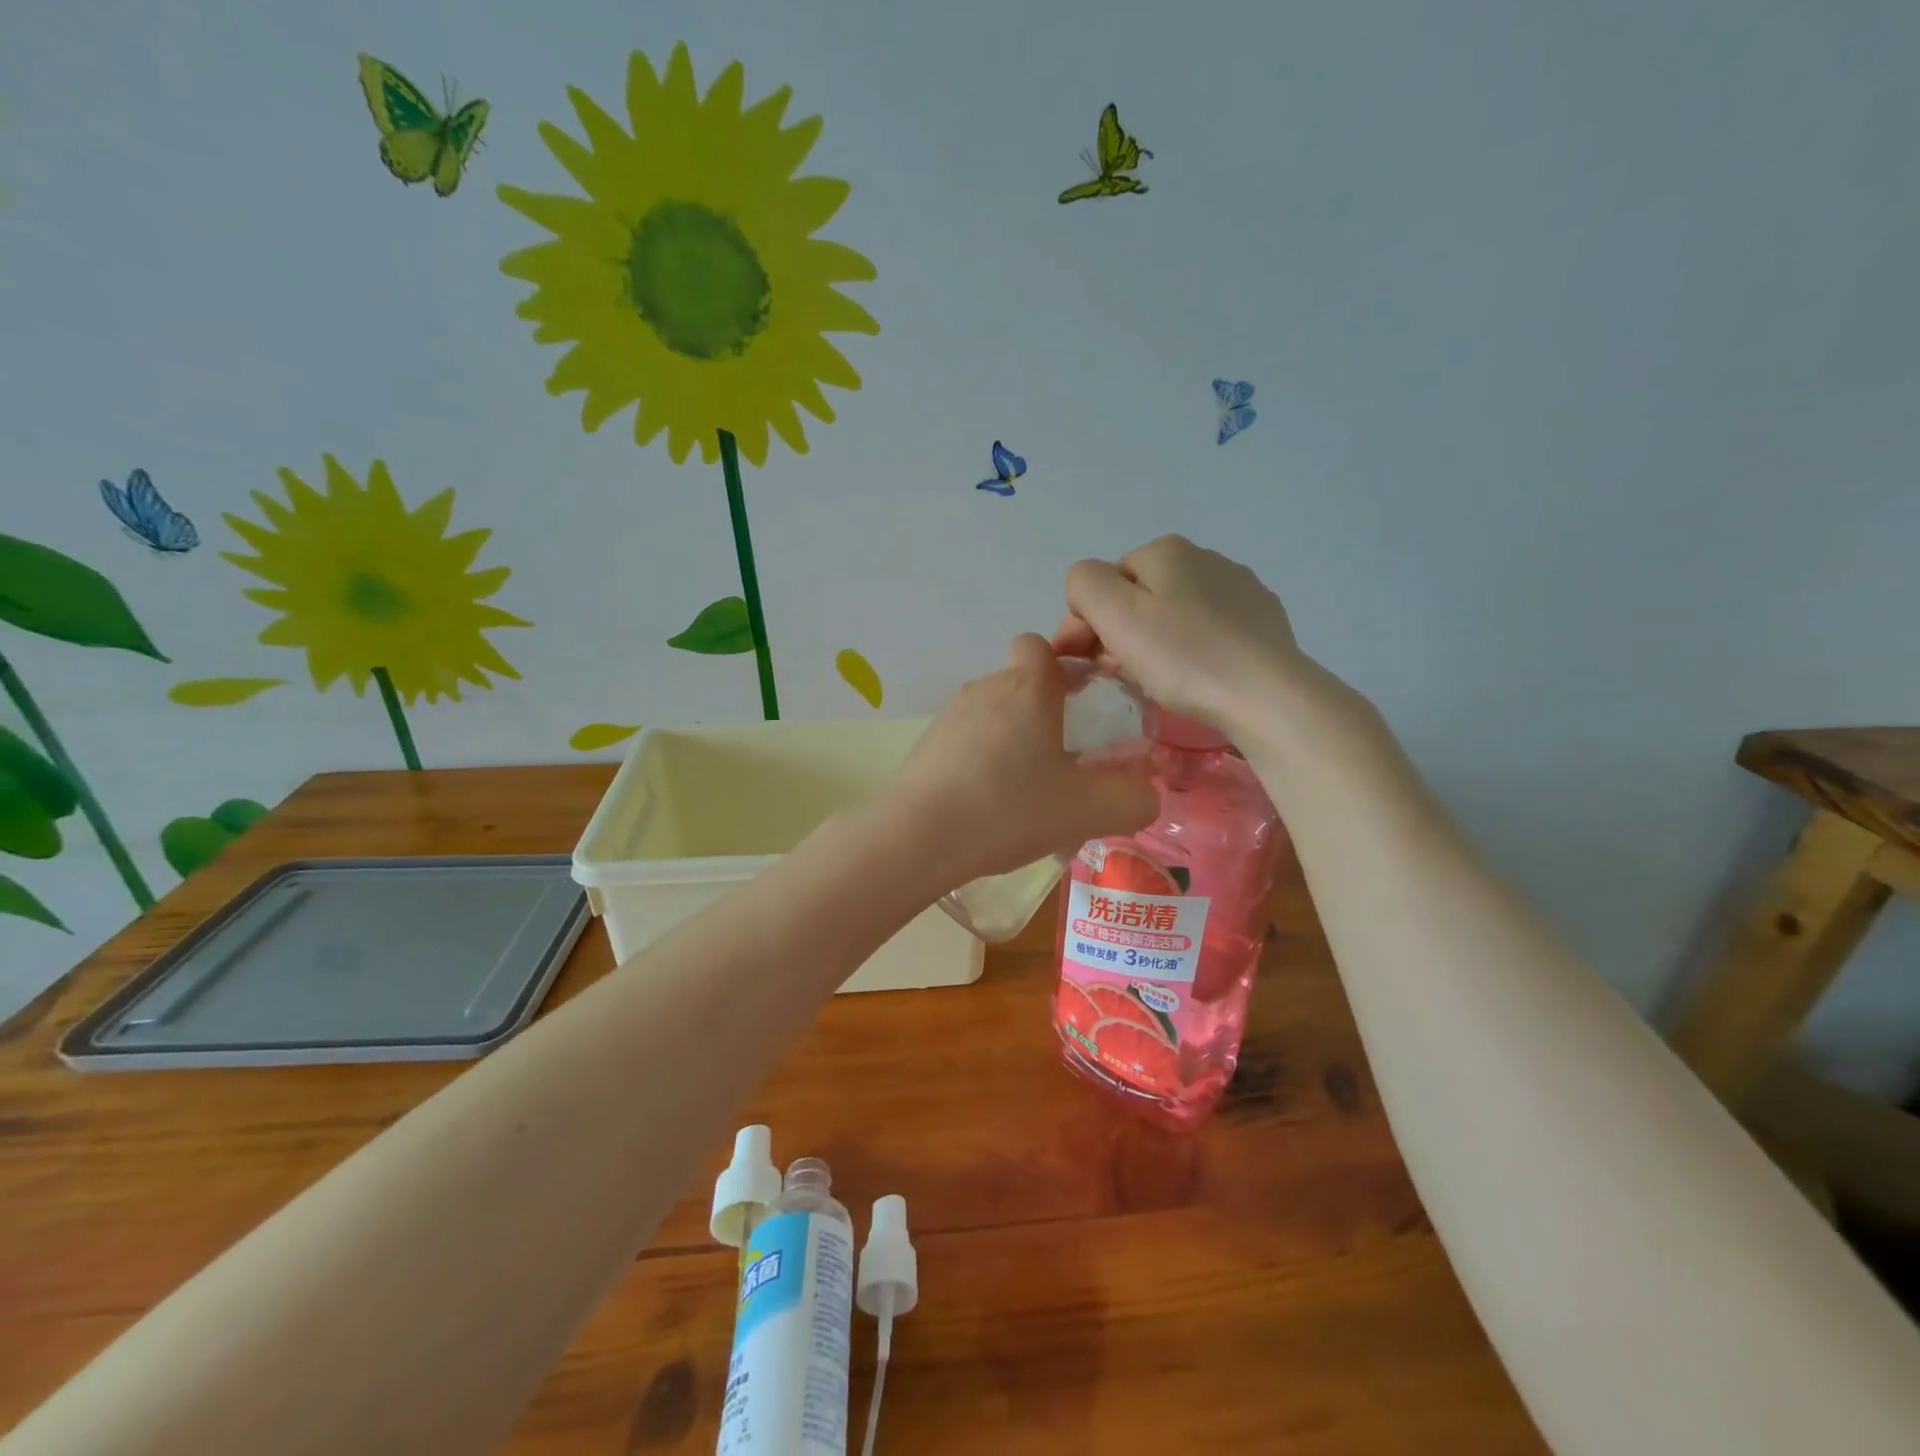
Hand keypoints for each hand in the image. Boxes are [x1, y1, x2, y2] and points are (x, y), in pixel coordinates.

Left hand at [882, 635, 1159, 888]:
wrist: (919, 838)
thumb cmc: (1010, 809)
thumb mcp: (1089, 810)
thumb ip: (1133, 799)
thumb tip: (1145, 792)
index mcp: (1027, 687)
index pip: (1040, 645)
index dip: (1062, 664)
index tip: (1080, 699)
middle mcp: (985, 689)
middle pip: (1019, 683)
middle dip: (1042, 710)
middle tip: (1064, 758)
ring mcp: (949, 716)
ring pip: (992, 714)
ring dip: (1011, 739)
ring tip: (1026, 790)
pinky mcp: (925, 745)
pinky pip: (965, 741)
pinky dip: (981, 760)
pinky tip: (988, 804)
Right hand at [1052, 535, 1304, 730]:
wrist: (1266, 695)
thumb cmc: (1183, 656)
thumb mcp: (1116, 614)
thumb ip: (1085, 585)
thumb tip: (1088, 591)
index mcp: (1165, 551)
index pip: (1103, 582)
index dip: (1087, 623)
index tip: (1085, 663)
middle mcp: (1204, 557)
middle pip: (1139, 595)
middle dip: (1120, 632)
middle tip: (1118, 674)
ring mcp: (1240, 588)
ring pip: (1174, 612)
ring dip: (1155, 641)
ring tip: (1157, 679)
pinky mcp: (1263, 620)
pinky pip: (1209, 630)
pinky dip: (1192, 649)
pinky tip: (1197, 676)